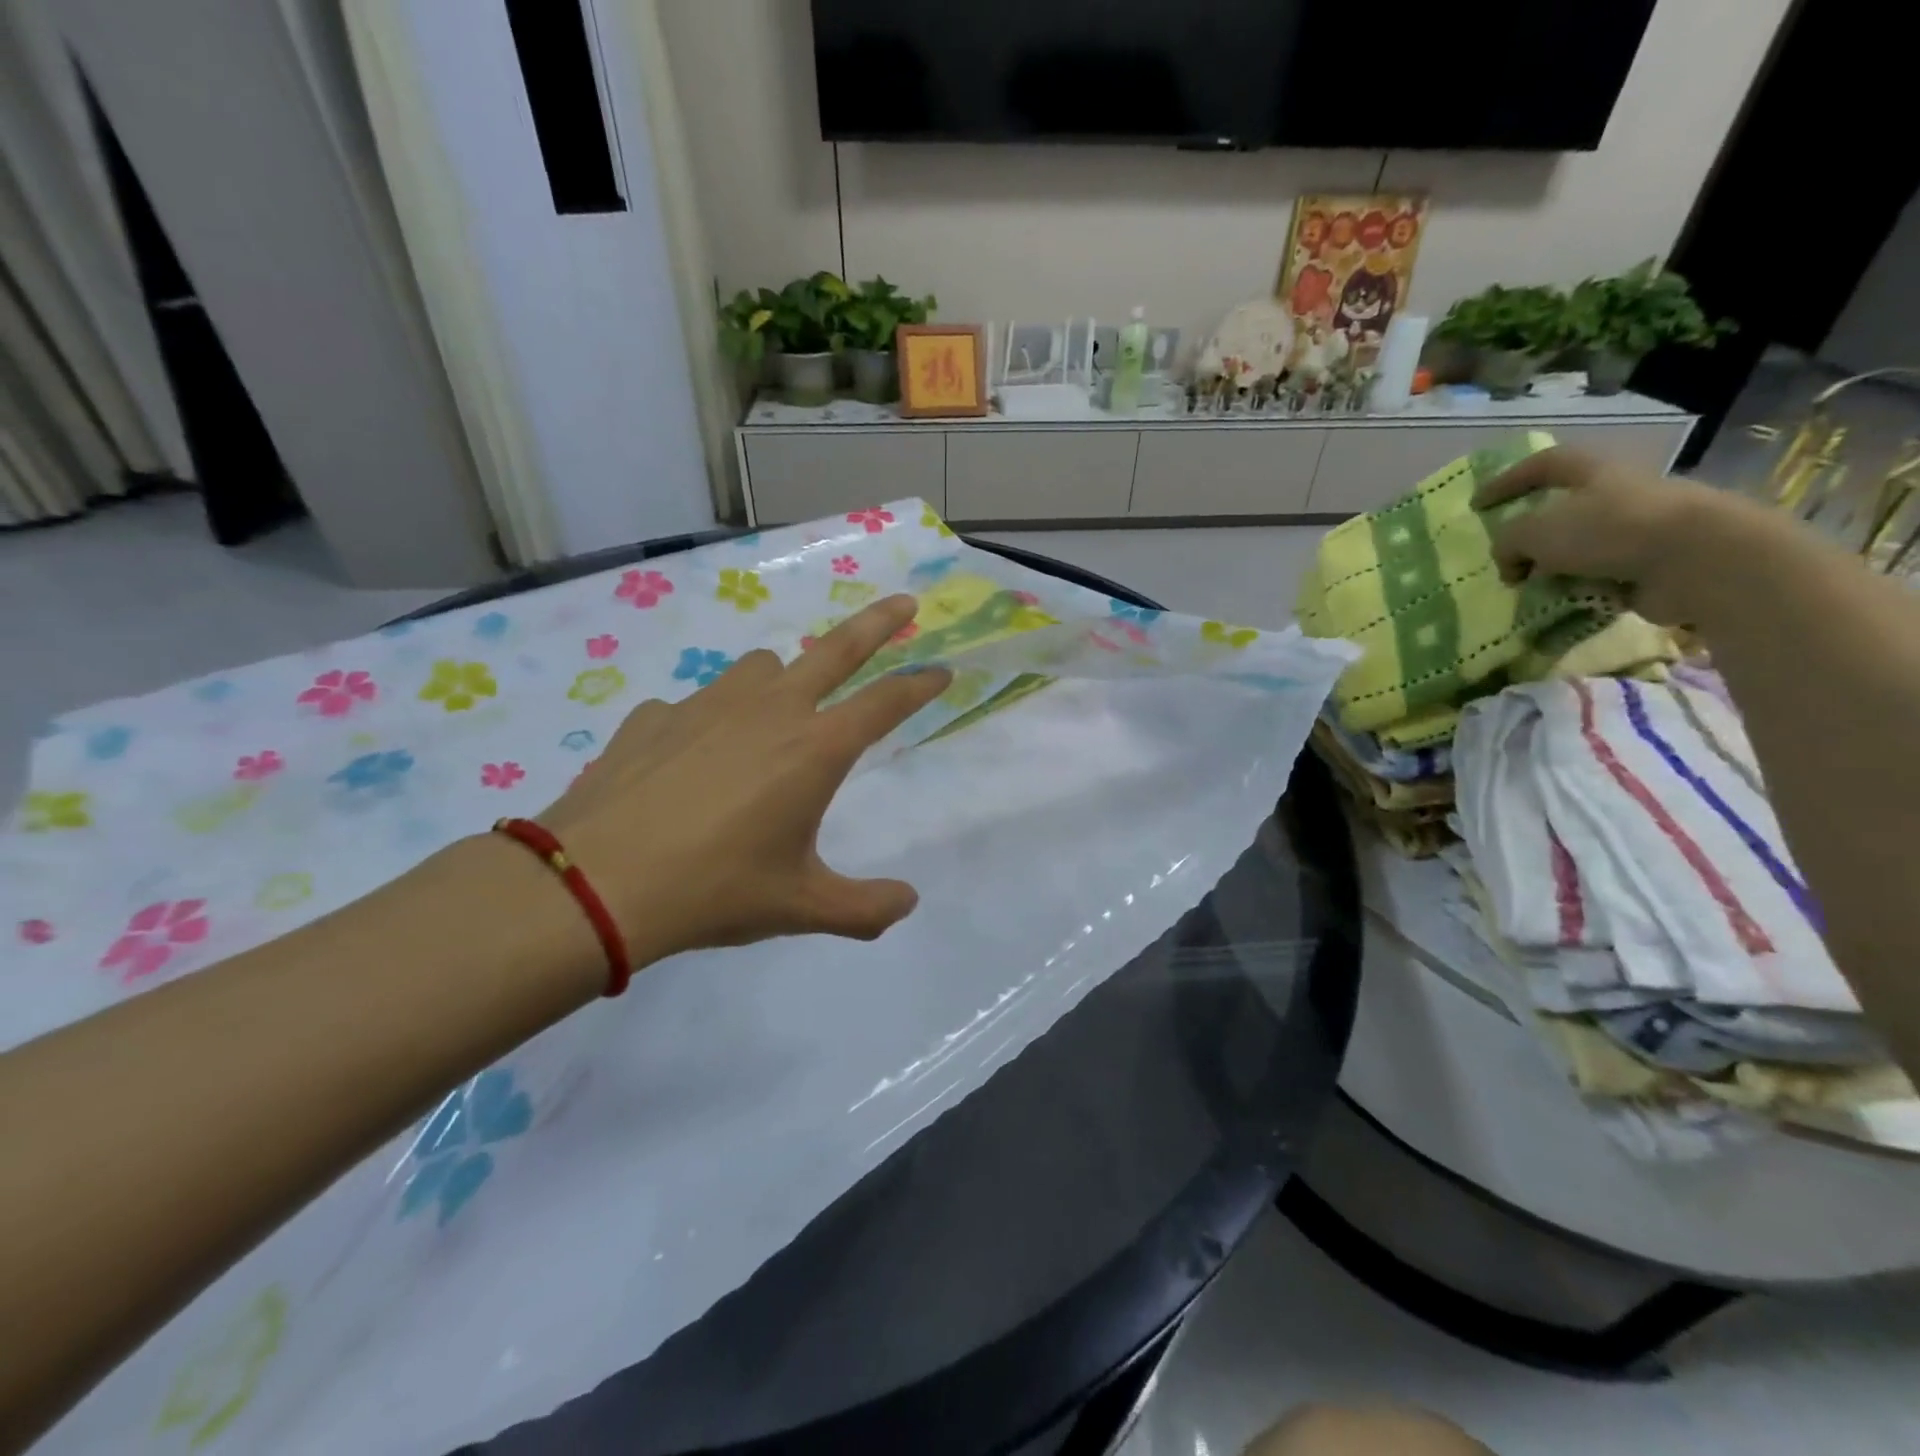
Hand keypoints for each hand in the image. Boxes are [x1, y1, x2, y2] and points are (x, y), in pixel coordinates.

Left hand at [537, 595, 951, 964]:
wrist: (595, 883)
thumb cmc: (715, 890)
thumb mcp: (800, 906)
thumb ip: (865, 909)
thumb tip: (908, 902)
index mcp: (815, 750)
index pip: (885, 704)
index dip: (920, 687)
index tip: (943, 672)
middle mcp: (769, 710)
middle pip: (836, 649)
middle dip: (878, 623)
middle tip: (904, 605)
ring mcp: (707, 704)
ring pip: (761, 668)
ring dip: (782, 679)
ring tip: (773, 716)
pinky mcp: (656, 715)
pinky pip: (697, 706)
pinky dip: (709, 722)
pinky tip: (690, 763)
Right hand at [1474, 445, 1727, 622]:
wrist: (1700, 559)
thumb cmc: (1611, 530)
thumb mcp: (1535, 533)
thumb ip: (1509, 543)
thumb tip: (1512, 564)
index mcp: (1595, 473)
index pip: (1544, 465)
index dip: (1507, 481)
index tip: (1477, 505)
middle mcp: (1620, 495)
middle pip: (1564, 511)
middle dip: (1534, 537)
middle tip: (1510, 560)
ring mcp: (1641, 530)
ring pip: (1582, 548)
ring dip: (1555, 569)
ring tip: (1535, 591)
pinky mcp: (1655, 564)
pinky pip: (1603, 577)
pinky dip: (1581, 590)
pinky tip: (1568, 604)